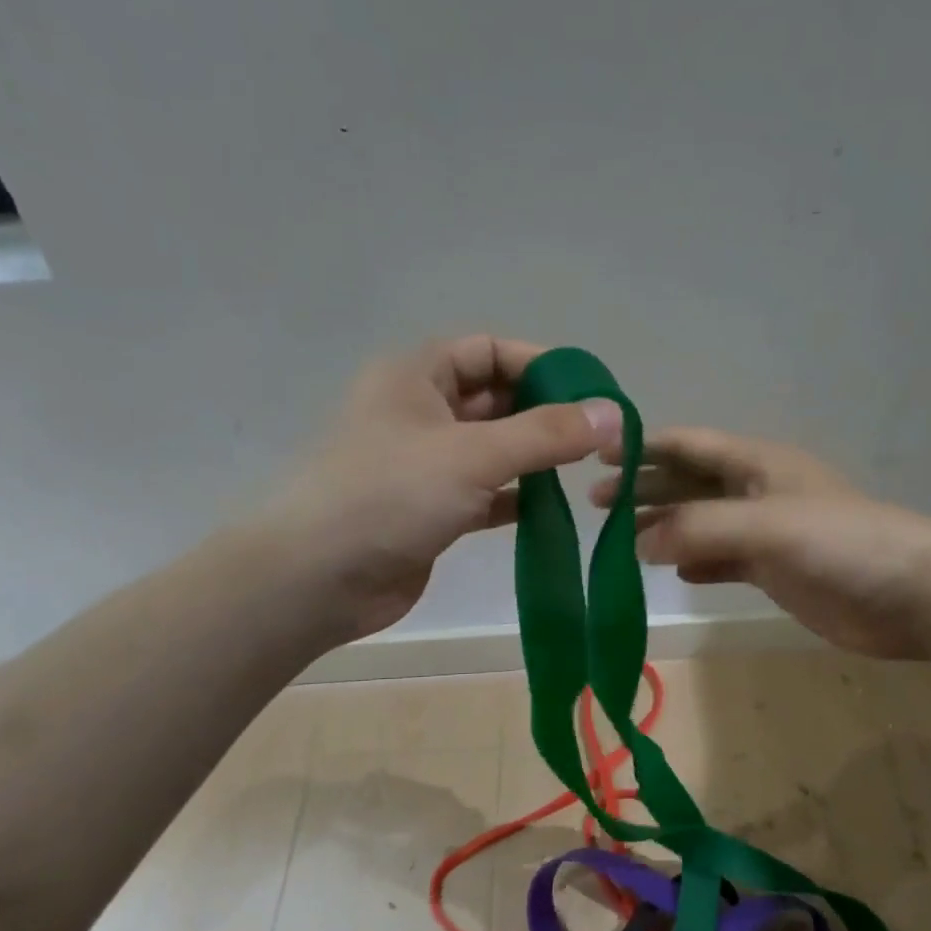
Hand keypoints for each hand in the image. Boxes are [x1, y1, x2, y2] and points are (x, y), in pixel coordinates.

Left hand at [271, 336, 621, 644]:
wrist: (318, 579)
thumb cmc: (390, 495)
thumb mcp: (473, 454)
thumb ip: (546, 433)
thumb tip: (613, 412)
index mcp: (415, 376)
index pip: (489, 351)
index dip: (540, 364)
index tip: (589, 392)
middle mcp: (419, 412)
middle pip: (493, 400)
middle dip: (543, 414)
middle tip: (596, 437)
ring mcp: (423, 465)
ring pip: (491, 449)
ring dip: (532, 458)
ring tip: (582, 472)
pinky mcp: (430, 510)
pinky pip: (484, 493)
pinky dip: (515, 497)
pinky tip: (550, 509)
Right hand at [591, 427, 930, 659]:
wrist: (912, 595)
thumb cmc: (843, 543)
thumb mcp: (767, 525)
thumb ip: (700, 528)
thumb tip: (637, 541)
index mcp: (757, 464)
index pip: (689, 444)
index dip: (644, 446)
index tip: (596, 455)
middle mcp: (757, 492)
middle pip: (689, 482)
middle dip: (644, 489)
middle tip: (595, 503)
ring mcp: (765, 533)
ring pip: (701, 522)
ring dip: (663, 526)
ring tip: (620, 539)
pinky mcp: (775, 570)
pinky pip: (722, 560)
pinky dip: (695, 562)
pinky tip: (672, 570)